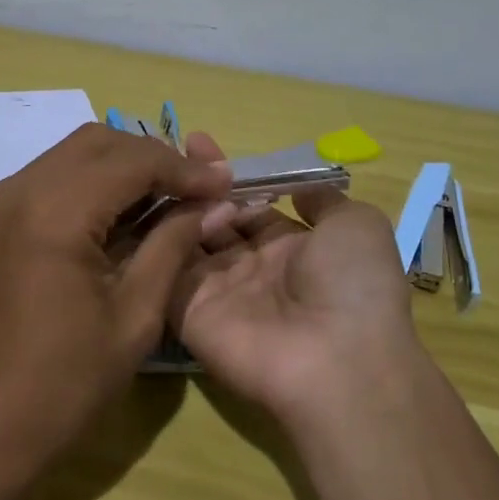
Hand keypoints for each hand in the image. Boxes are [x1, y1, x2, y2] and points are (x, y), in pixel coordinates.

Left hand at [0, 124, 230, 492]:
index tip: (226, 183)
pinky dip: (94, 180)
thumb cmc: (64, 383)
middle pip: (100, 141)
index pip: (132, 160)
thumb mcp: (135, 316)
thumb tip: (210, 203)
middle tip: (198, 188)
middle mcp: (22, 188)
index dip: (184, 168)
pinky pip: (54, 176)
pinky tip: (125, 211)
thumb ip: (172, 245)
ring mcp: (2, 200)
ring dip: (124, 164)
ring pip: (75, 153)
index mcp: (55, 211)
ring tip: (170, 197)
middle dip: (154, 156)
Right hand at [174, 133, 419, 437]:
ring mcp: (216, 291)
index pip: (249, 204)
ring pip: (184, 240)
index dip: (227, 176)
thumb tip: (298, 187)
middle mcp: (250, 268)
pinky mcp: (187, 312)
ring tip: (154, 170)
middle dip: (193, 186)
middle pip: (213, 218)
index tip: (198, 141)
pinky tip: (141, 203)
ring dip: (173, 206)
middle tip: (167, 152)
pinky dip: (153, 240)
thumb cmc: (352, 284)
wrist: (335, 358)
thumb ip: (323, 200)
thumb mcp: (357, 226)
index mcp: (291, 248)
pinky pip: (164, 270)